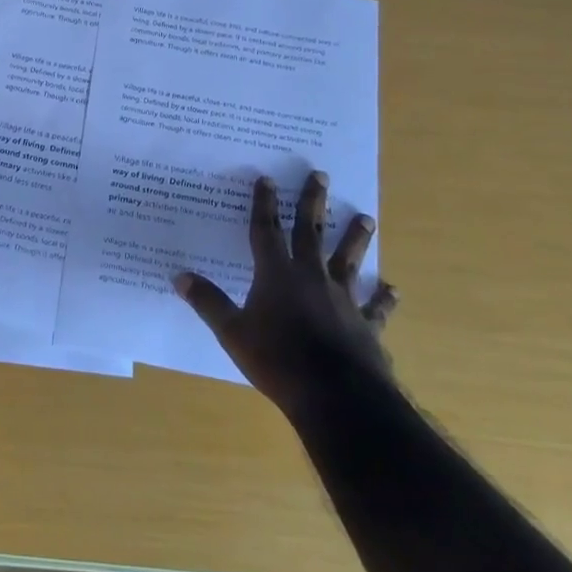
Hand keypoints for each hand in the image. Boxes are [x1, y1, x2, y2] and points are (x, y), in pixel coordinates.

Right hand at [172, 171, 396, 409]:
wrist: (336, 396)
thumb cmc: (277, 360)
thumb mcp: (232, 332)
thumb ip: (208, 302)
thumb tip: (180, 277)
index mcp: (276, 274)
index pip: (266, 230)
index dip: (264, 204)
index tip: (267, 179)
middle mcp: (311, 277)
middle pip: (311, 232)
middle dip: (313, 203)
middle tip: (321, 175)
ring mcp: (343, 300)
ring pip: (349, 261)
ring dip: (356, 239)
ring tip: (366, 218)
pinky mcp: (366, 325)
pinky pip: (376, 307)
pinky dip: (383, 298)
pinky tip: (392, 289)